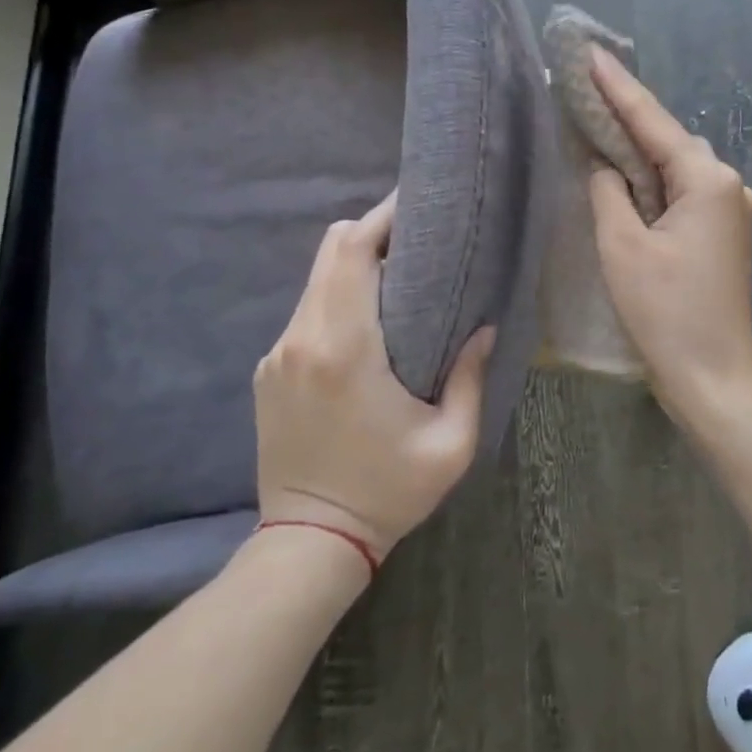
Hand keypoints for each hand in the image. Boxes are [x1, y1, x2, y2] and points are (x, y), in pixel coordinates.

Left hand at [253, 191, 494, 557]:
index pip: (351, 251)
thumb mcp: (450, 443)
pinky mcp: (269, 370)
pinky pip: (308, 309)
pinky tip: (368, 318)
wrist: (308, 545)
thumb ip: (469, 377)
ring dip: (356, 263)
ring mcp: (278, 354)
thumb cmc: (387, 492)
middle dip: (374, 230)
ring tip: (400, 273)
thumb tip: (483, 327)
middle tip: (418, 237)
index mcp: (345, 348)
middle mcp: (302, 339)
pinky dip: (338, 295)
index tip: (419, 205)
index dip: (383, 217)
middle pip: (330, 251)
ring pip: (317, 278)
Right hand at [585, 48, 751, 422]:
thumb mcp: (624, 247)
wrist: (716, 379)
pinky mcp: (725, 232)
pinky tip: (629, 173)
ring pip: (678, 164)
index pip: (654, 121)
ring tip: (599, 124)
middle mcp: (729, 184)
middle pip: (670, 139)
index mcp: (709, 180)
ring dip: (641, 148)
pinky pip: (684, 190)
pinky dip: (655, 179)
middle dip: (628, 115)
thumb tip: (605, 167)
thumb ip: (610, 192)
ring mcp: (732, 209)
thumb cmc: (668, 313)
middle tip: (586, 89)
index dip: (618, 86)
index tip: (590, 51)